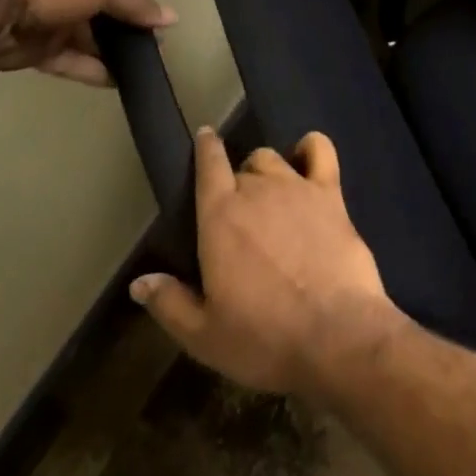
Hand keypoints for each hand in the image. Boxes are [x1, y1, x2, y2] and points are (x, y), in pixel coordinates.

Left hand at [0, 0, 176, 86]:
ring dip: (109, 54)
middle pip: (99, 16)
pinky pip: (67, 61)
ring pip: (84, 41)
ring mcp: (45, 23)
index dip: (133, 6)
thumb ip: (134, 5)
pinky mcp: (31, 52)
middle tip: (152, 52)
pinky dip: (89, 70)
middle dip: (123, 33)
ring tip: (139, 71)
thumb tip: (172, 17)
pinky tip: (115, 82)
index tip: (155, 26)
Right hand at [130, 127, 401, 396]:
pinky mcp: (331, 193)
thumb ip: (169, 303)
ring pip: (274, 158)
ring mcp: (297, 186)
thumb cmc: (263, 338)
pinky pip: (320, 150)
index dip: (206, 148)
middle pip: (243, 168)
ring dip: (267, 172)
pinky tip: (307, 159)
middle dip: (238, 184)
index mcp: (220, 218)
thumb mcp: (204, 336)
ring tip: (270, 197)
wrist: (335, 333)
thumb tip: (139, 281)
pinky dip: (311, 147)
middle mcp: (257, 190)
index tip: (205, 137)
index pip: (209, 166)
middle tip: (241, 218)